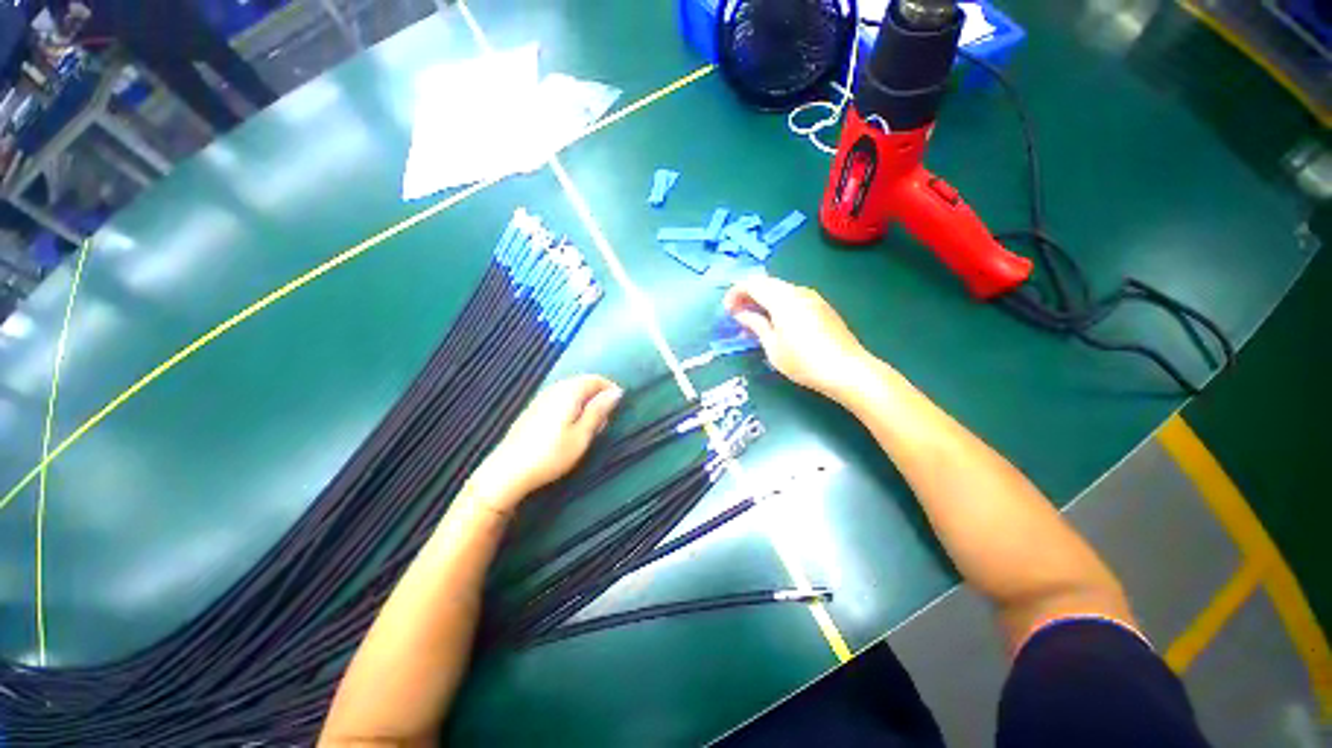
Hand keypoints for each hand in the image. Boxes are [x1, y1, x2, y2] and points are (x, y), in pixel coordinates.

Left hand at [469, 375, 622, 513]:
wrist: (508, 471)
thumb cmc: (552, 454)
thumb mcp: (582, 434)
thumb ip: (599, 410)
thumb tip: (616, 391)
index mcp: (569, 392)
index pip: (594, 379)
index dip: (610, 388)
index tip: (620, 405)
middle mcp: (554, 389)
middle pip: (582, 383)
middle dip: (597, 395)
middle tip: (606, 418)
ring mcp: (541, 398)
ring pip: (570, 391)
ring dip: (585, 401)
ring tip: (591, 424)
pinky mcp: (533, 410)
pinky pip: (559, 399)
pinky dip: (571, 406)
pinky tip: (570, 426)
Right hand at [724, 277, 874, 399]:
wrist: (847, 370)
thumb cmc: (804, 362)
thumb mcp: (773, 347)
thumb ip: (756, 325)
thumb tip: (741, 314)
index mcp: (783, 299)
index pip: (753, 284)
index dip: (736, 293)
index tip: (727, 310)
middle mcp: (798, 292)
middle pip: (767, 283)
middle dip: (749, 294)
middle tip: (737, 314)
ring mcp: (813, 298)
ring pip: (781, 289)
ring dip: (764, 299)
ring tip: (755, 320)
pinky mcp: (822, 307)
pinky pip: (794, 297)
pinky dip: (778, 304)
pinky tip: (777, 322)